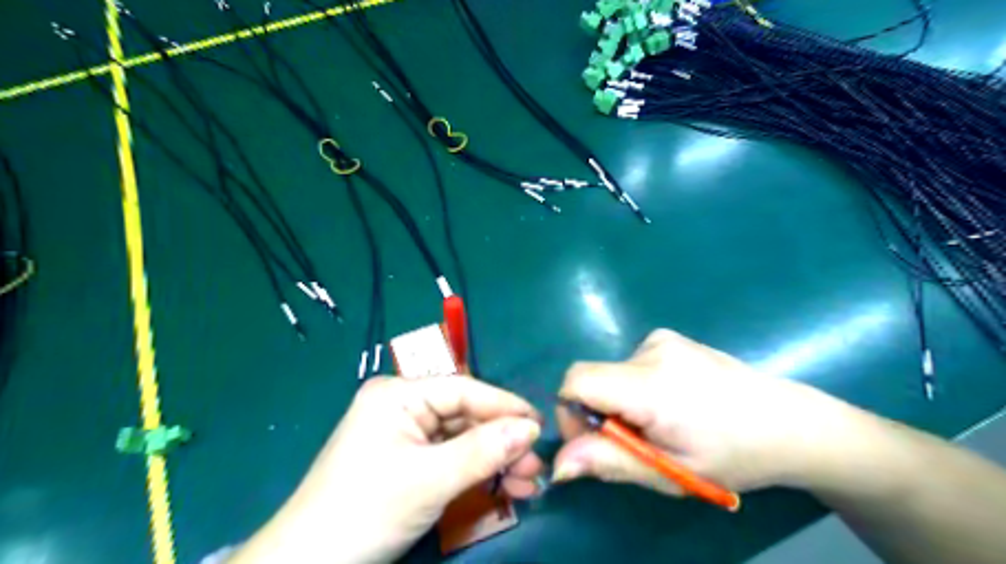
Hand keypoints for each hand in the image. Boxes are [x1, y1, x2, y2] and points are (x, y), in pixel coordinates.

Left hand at [230, 375, 542, 563]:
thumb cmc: (365, 512)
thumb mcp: (430, 480)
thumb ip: (484, 451)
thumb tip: (532, 429)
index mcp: (398, 394)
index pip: (464, 390)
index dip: (504, 407)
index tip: (540, 426)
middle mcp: (402, 406)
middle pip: (465, 416)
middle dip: (502, 441)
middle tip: (536, 466)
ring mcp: (403, 435)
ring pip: (461, 440)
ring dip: (494, 460)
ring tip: (527, 483)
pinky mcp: (406, 461)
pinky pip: (449, 459)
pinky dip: (475, 473)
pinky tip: (502, 487)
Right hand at [553, 329, 850, 494]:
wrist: (790, 422)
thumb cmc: (735, 455)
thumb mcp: (671, 471)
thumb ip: (610, 462)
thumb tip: (557, 465)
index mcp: (651, 385)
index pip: (577, 381)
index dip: (571, 413)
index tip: (596, 441)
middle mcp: (651, 350)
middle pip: (593, 379)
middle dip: (602, 415)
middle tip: (639, 444)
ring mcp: (662, 338)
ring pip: (611, 374)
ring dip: (621, 403)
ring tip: (664, 424)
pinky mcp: (669, 337)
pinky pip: (629, 364)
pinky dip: (635, 388)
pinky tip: (673, 402)